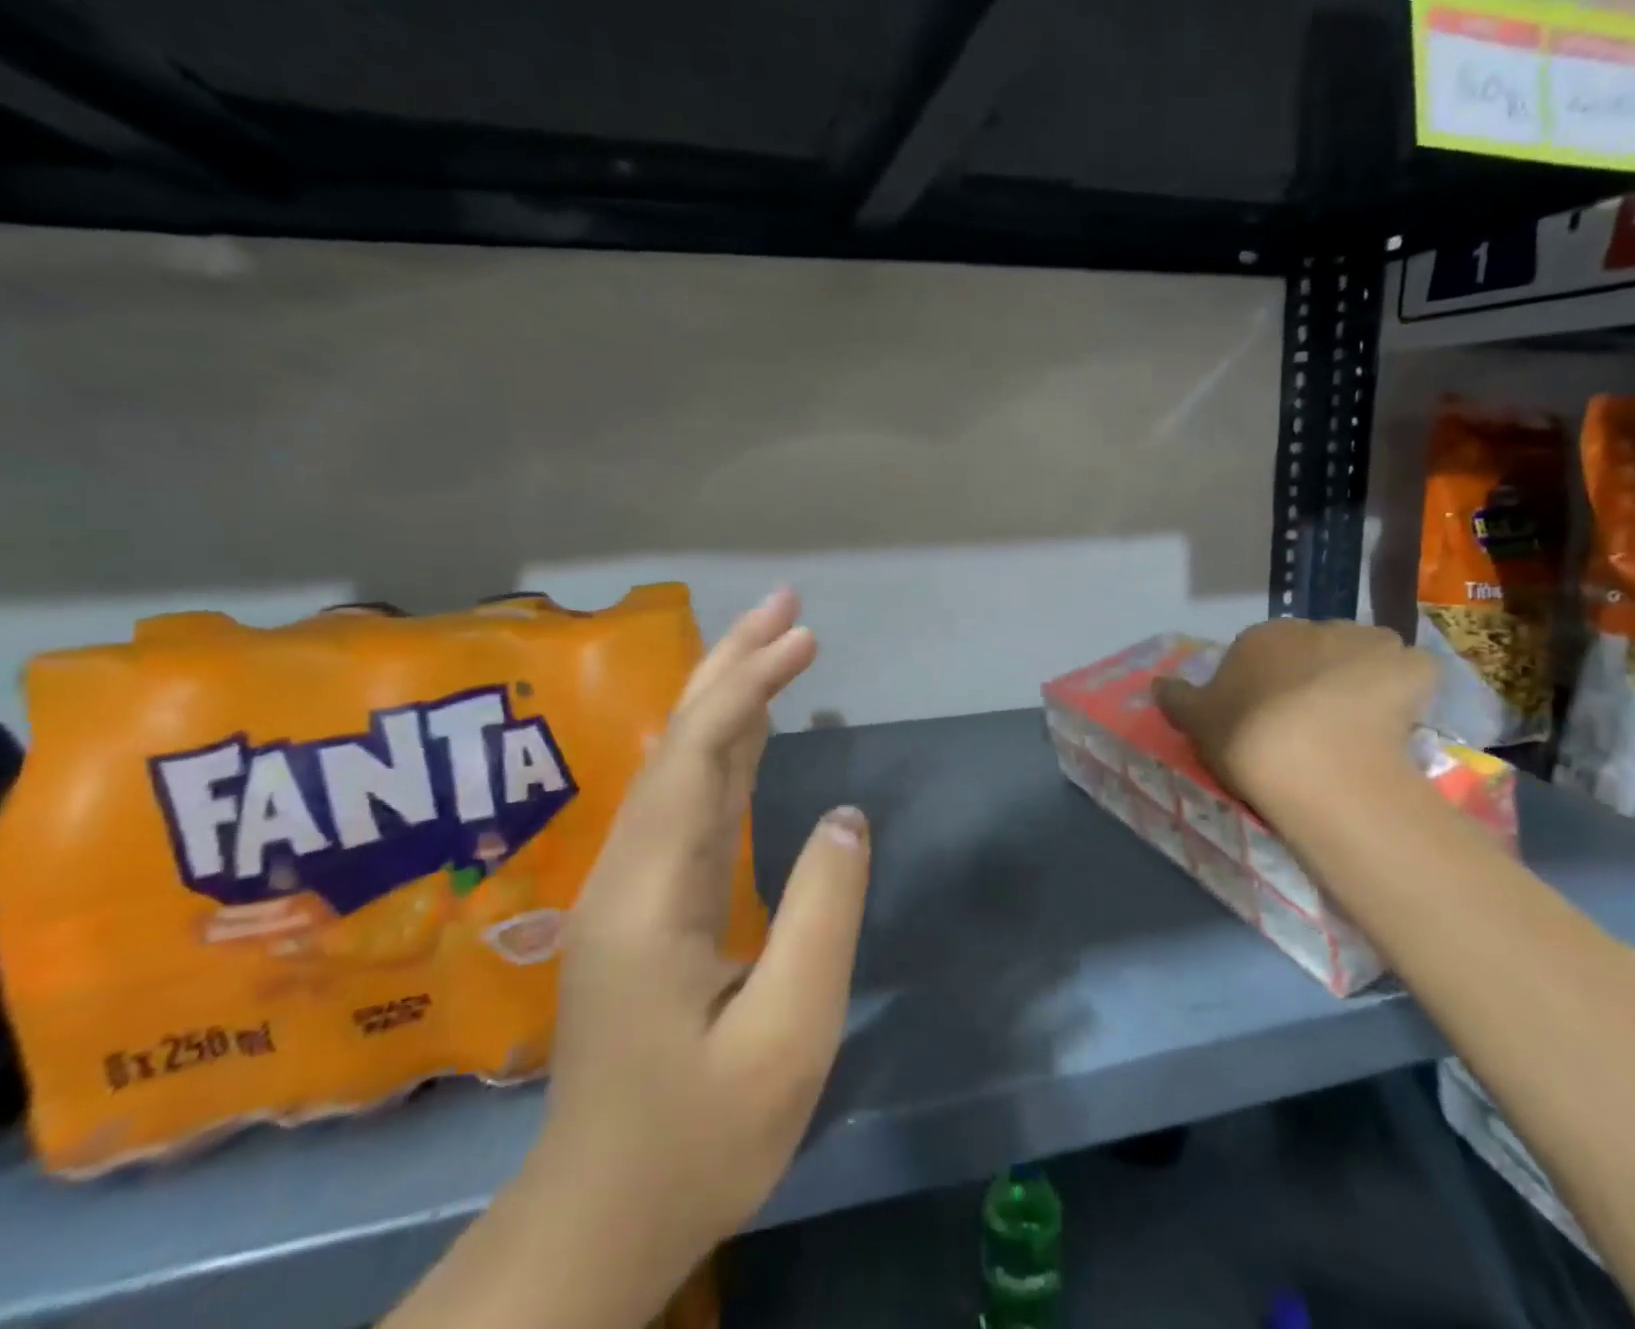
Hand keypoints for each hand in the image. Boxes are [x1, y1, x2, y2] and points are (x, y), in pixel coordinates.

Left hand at [539, 587, 869, 1266]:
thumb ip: (822, 914)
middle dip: (733, 663)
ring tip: (775, 641)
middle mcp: (630, 869)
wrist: (603, 1214)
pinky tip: (751, 724)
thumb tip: (846, 817)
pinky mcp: (646, 899)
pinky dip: (725, 746)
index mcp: (652, 894)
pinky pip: (690, 799)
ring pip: (682, 762)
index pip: (701, 756)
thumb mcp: (787, 1035)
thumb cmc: (701, 1136)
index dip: (752, 686)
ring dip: (728, 695)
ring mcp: (632, 883)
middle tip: (786, 605)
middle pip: (682, 740)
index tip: (807, 638)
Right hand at [1153, 618, 1435, 804]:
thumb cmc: (1246, 737)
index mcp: (1261, 637)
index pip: (1263, 653)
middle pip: (1316, 649)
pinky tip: (1399, 720)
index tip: (1267, 719)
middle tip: (1313, 723)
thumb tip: (1156, 682)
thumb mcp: (1196, 722)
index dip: (1266, 685)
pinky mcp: (1411, 666)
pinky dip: (1408, 690)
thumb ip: (1176, 698)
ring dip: (1363, 676)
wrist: (1313, 762)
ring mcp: (1367, 644)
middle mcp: (1314, 627)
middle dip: (1316, 676)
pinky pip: (1412, 674)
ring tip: (1360, 722)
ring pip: (1366, 655)